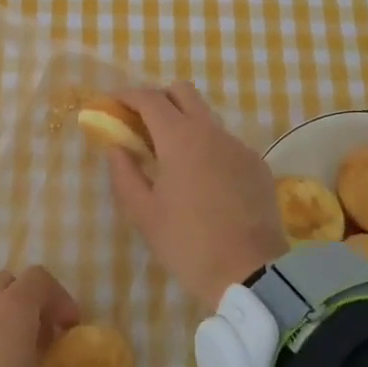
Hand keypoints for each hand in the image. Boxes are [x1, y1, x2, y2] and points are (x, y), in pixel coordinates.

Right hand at [104, 82, 289, 311]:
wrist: (252, 274)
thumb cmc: (189, 244)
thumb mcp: (144, 214)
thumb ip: (124, 174)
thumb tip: (117, 148)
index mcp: (180, 138)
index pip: (149, 98)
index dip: (126, 96)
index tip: (111, 105)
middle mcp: (211, 131)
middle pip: (182, 92)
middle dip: (158, 99)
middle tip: (141, 125)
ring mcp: (238, 145)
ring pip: (206, 116)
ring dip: (184, 123)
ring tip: (171, 157)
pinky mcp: (256, 163)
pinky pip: (226, 142)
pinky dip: (207, 147)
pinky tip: (203, 180)